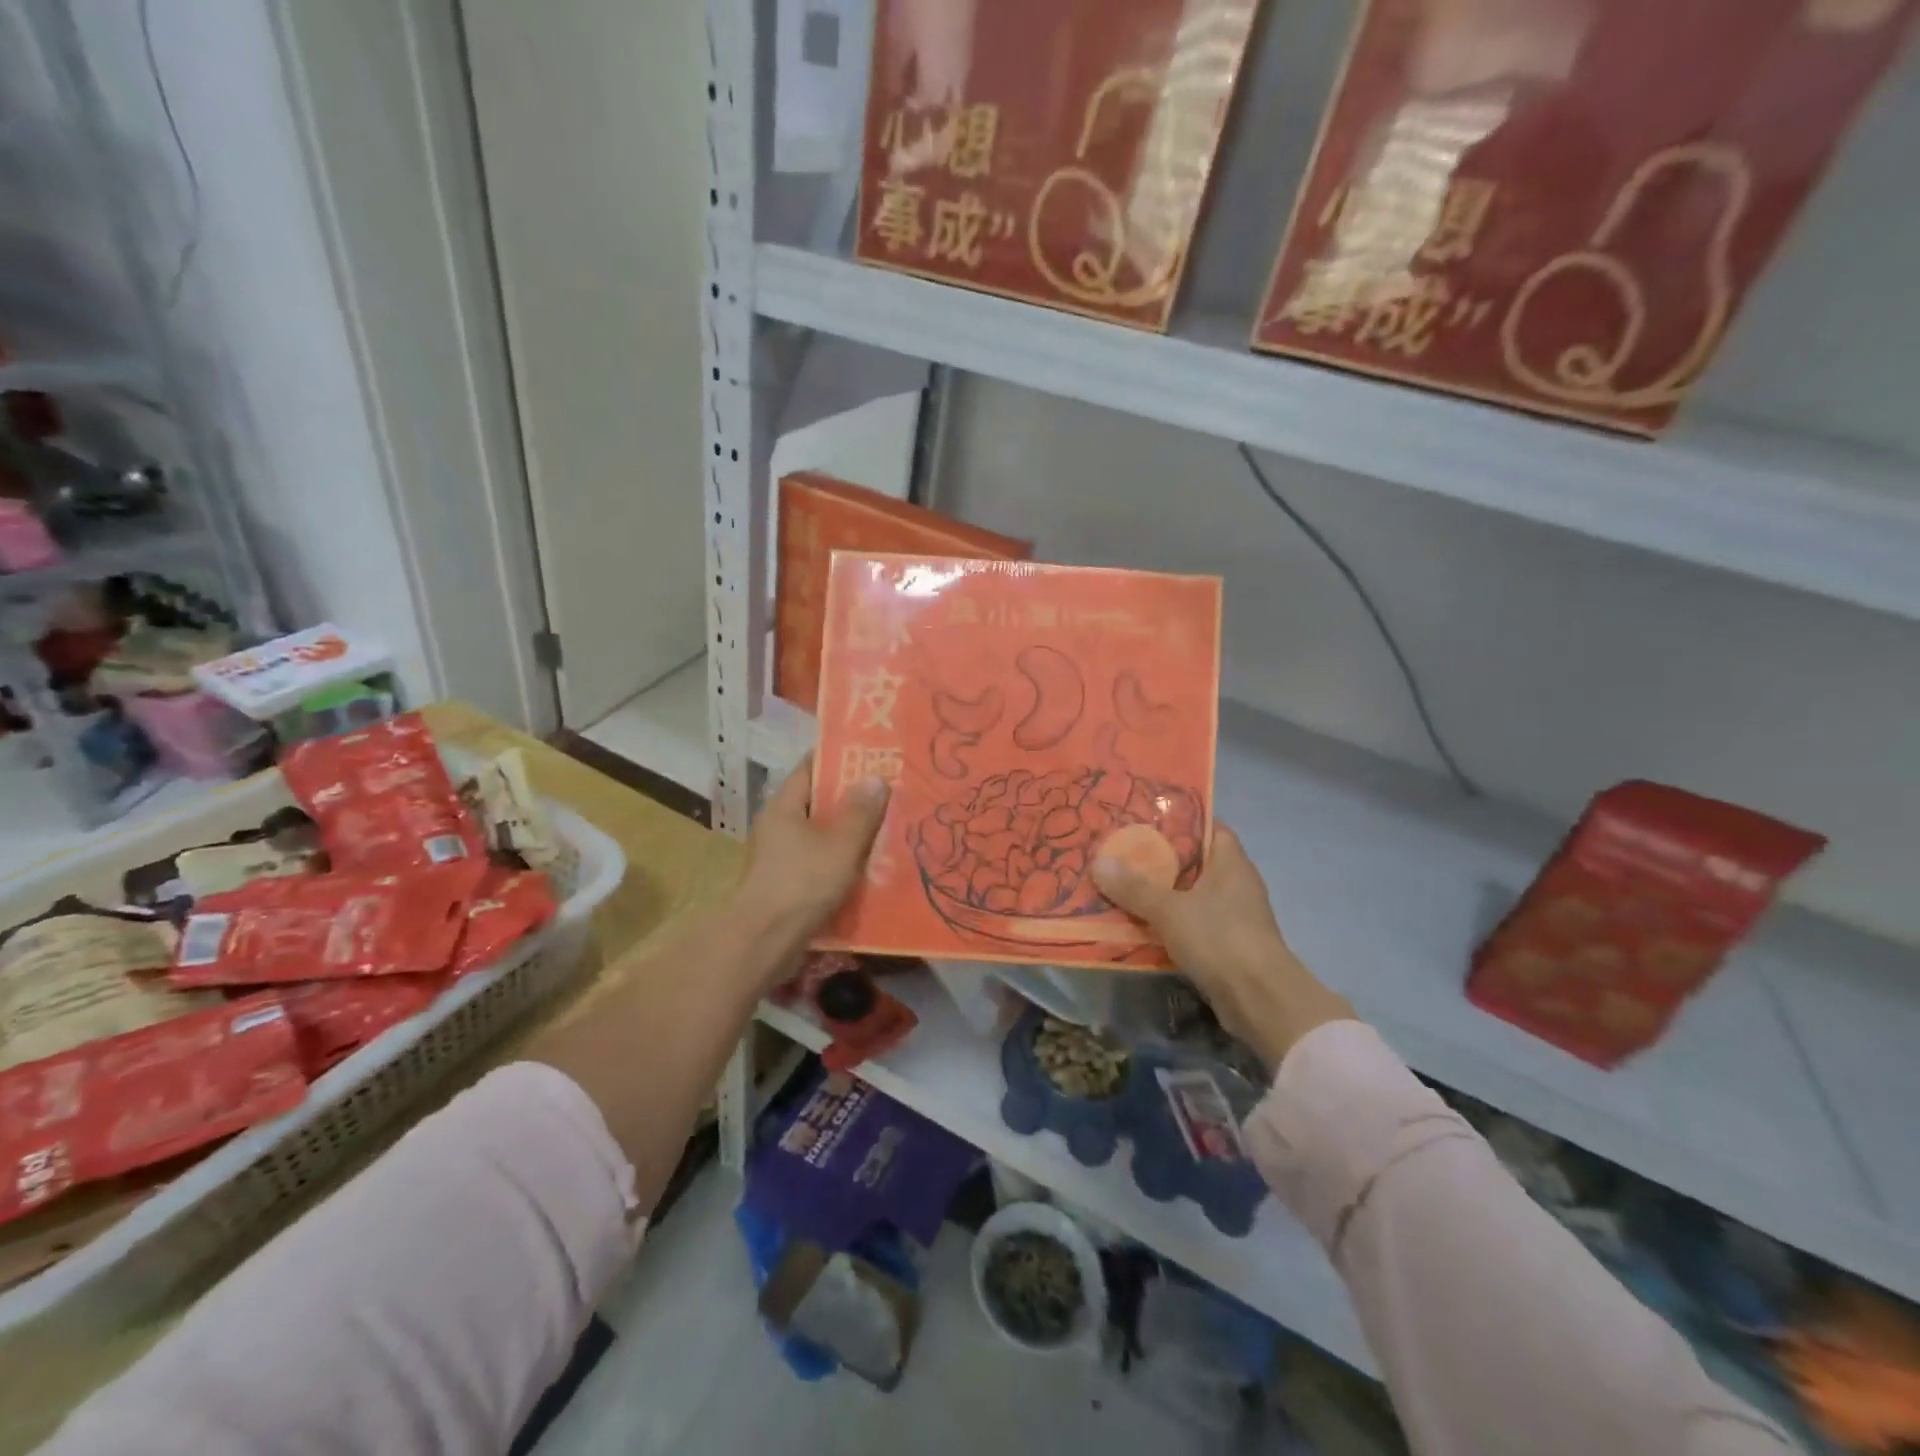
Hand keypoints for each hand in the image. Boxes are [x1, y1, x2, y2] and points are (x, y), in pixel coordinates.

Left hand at [736, 756, 888, 947]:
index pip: (810, 768)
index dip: (839, 759)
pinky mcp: (786, 884)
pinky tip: (870, 867)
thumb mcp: (841, 845)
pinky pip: (819, 862)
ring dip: (850, 833)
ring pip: (821, 835)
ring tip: (888, 828)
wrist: (764, 942)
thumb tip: (875, 778)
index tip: (872, 755)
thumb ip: (860, 812)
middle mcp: (778, 826)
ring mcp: (779, 856)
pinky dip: (842, 861)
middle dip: (852, 799)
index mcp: (784, 806)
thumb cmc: (802, 884)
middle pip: (818, 803)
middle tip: (890, 793)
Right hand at [1092, 824, 1354, 1070]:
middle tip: (1121, 852)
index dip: (1180, 821)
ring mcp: (1234, 917)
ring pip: (1190, 896)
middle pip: (1194, 862)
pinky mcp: (1227, 946)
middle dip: (1159, 859)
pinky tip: (1137, 924)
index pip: (1209, 827)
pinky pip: (1191, 924)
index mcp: (1231, 863)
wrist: (1259, 1000)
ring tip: (1120, 886)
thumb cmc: (1220, 938)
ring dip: (1161, 894)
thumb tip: (1099, 863)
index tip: (1145, 820)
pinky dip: (1168, 923)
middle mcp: (1236, 884)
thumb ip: (1134, 887)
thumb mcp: (1169, 909)